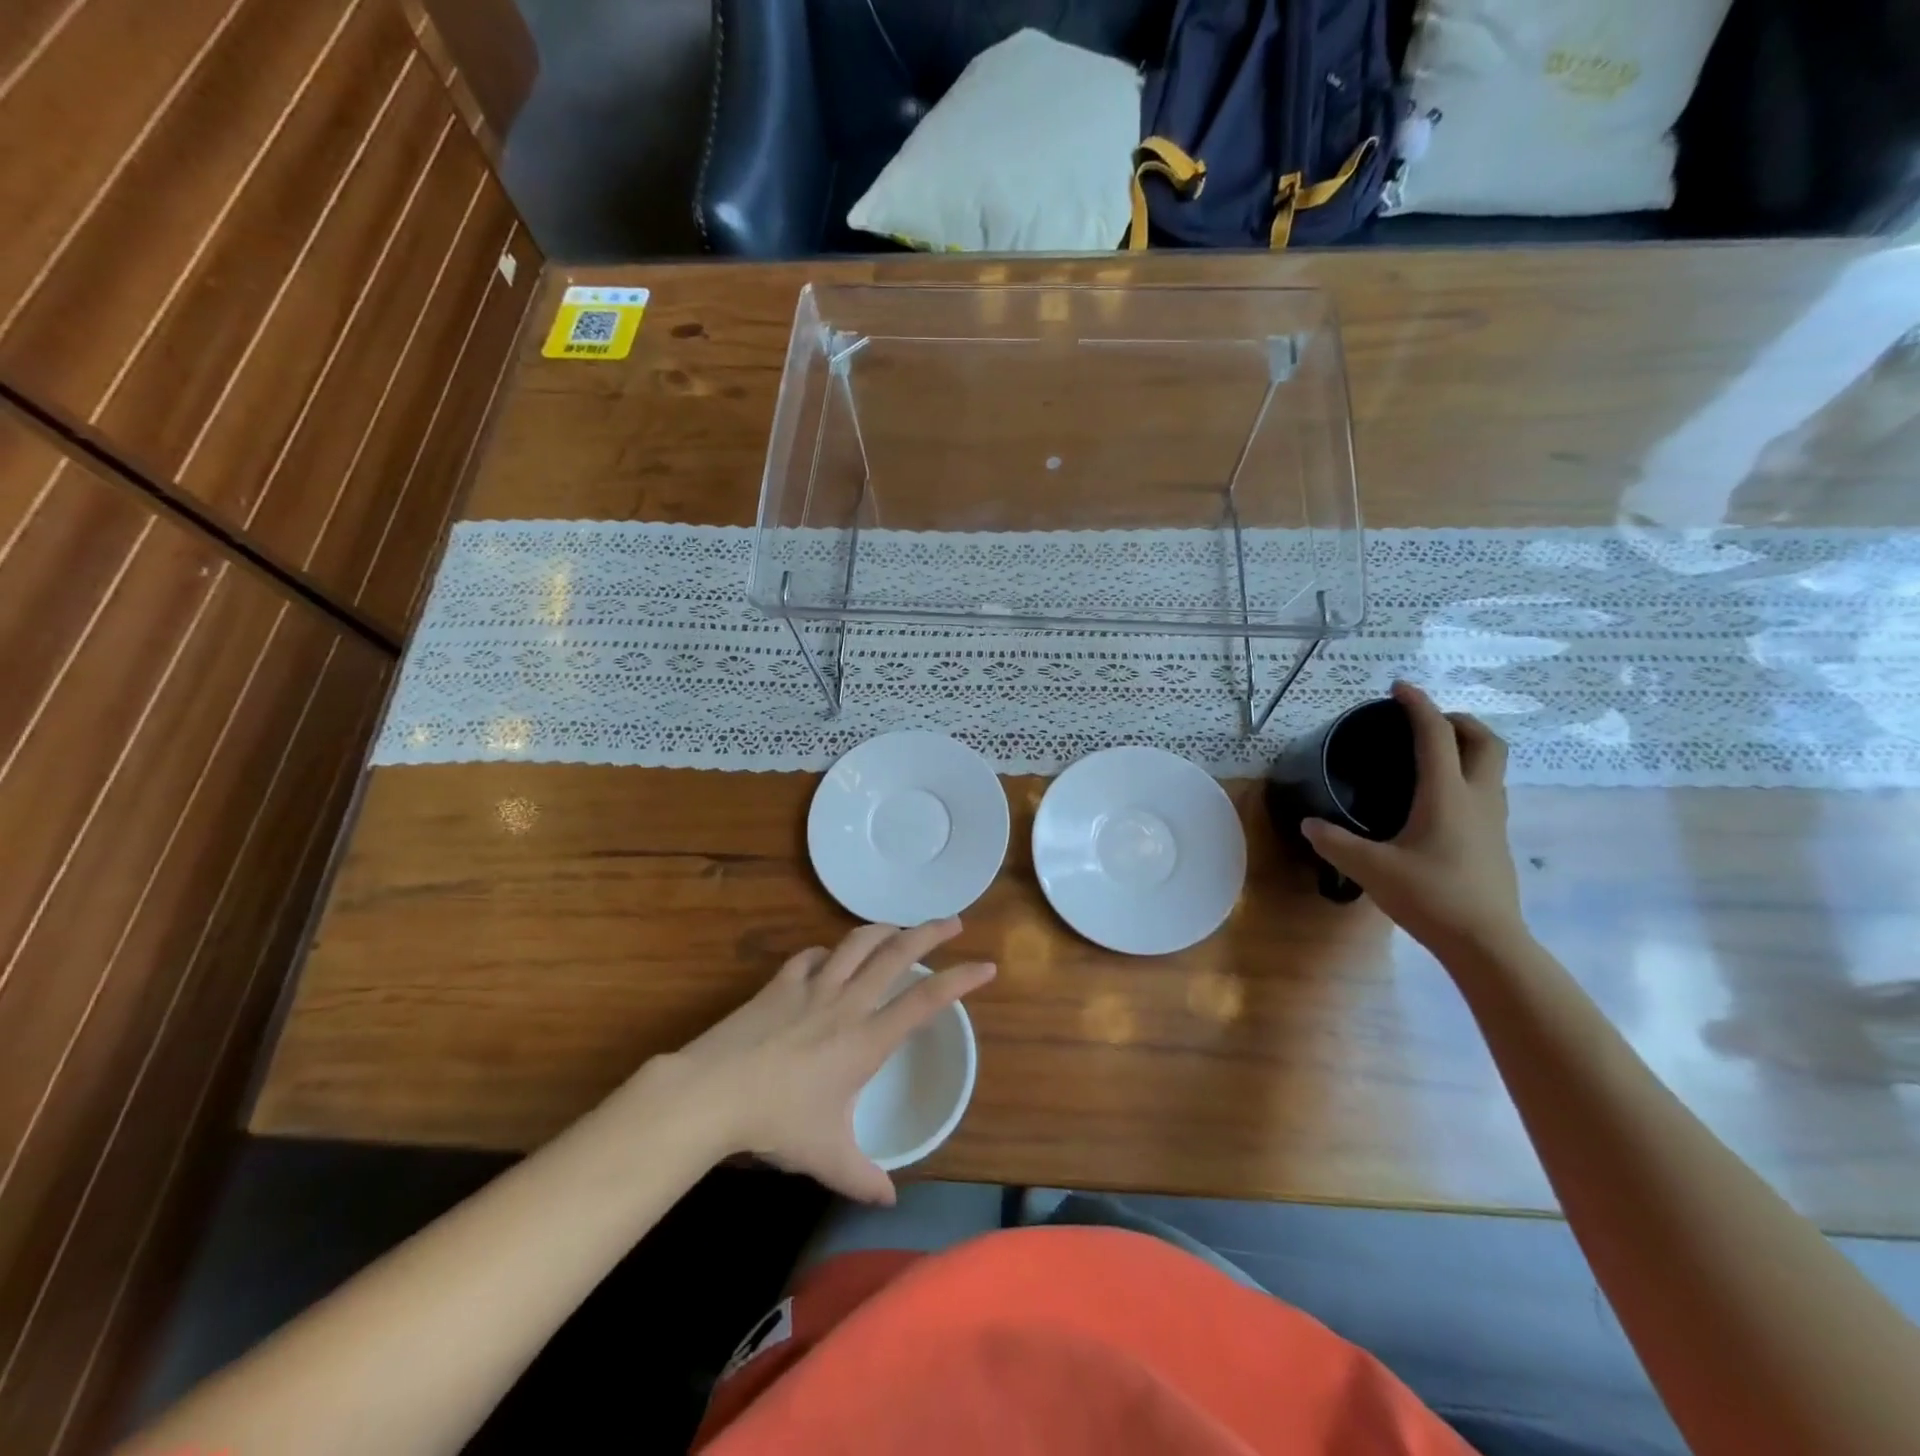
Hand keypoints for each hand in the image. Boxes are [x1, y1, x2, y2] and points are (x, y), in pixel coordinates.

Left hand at [641, 921, 994, 1204]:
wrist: (712, 1092)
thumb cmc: (776, 1122)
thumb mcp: (826, 1157)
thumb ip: (862, 1177)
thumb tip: (890, 1201)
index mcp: (866, 1040)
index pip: (925, 1001)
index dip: (961, 980)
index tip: (987, 967)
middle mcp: (847, 1003)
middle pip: (897, 954)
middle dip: (931, 933)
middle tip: (955, 922)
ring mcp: (812, 986)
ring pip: (857, 942)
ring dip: (884, 930)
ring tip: (899, 928)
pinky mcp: (781, 983)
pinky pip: (812, 956)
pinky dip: (828, 952)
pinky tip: (829, 958)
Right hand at [1303, 681, 1526, 956]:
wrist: (1487, 942)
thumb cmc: (1430, 896)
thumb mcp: (1370, 868)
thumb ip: (1335, 842)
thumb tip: (1309, 824)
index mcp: (1447, 794)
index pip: (1436, 735)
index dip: (1418, 706)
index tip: (1399, 688)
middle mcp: (1477, 797)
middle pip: (1485, 741)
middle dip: (1458, 721)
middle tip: (1426, 721)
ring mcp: (1493, 820)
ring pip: (1492, 766)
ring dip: (1468, 747)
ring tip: (1432, 754)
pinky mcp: (1495, 840)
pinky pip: (1486, 790)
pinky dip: (1467, 776)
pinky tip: (1438, 800)